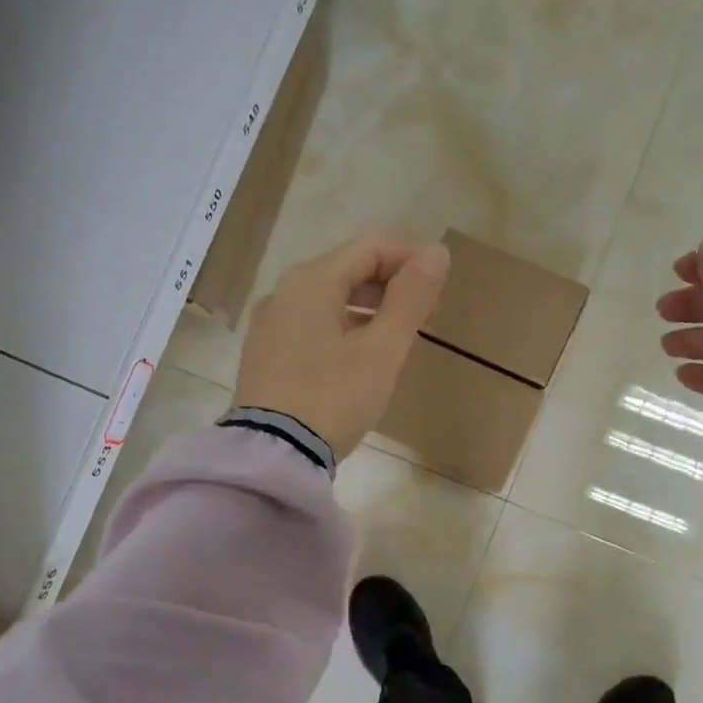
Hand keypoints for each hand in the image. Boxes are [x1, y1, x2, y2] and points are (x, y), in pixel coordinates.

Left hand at [235, 234, 450, 459]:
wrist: (272, 455)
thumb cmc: (333, 398)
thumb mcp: (381, 351)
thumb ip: (411, 298)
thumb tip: (437, 251)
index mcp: (312, 280)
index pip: (373, 246)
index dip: (413, 262)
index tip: (438, 298)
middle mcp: (284, 291)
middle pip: (349, 269)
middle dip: (392, 288)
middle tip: (424, 323)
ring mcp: (270, 324)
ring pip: (330, 300)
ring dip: (369, 311)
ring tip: (396, 344)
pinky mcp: (265, 354)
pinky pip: (312, 326)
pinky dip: (343, 331)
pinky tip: (358, 362)